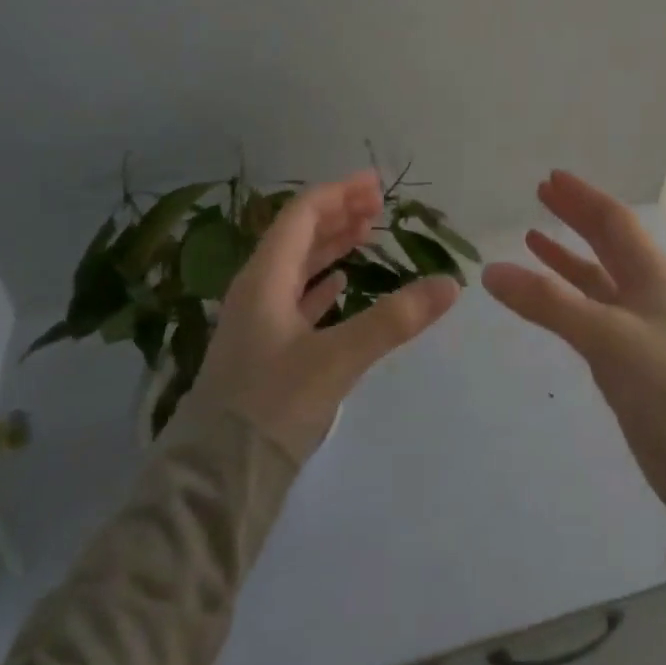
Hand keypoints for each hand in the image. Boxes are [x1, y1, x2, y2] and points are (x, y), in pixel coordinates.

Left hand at [190, 171, 459, 461]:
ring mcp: (258, 321)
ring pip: (298, 266)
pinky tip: (342, 283)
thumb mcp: (337, 359)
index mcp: (265, 278)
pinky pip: (297, 298)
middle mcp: (258, 289)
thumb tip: (450, 283)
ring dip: (331, 244)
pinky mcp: (264, 350)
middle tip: (378, 204)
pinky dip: (322, 283)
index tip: (376, 184)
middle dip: (338, 213)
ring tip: (367, 232)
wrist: (216, 480)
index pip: (302, 215)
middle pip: (299, 234)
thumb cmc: (271, 406)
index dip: (339, 193)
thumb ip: (394, 320)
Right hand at [484, 171, 665, 516]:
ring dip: (566, 253)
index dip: (584, 197)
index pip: (614, 221)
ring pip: (595, 274)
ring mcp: (634, 321)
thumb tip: (491, 271)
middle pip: (606, 240)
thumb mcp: (604, 337)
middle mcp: (645, 288)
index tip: (552, 177)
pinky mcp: (623, 351)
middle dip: (575, 215)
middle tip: (541, 193)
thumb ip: (548, 303)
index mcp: (652, 274)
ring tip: (531, 234)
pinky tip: (542, 290)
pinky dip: (564, 292)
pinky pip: (588, 306)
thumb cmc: (661, 385)